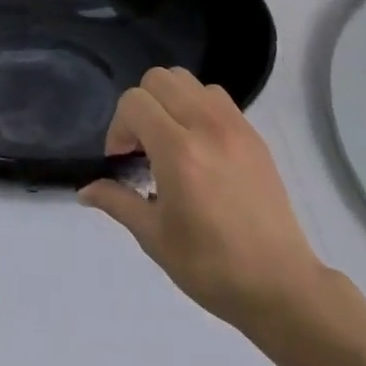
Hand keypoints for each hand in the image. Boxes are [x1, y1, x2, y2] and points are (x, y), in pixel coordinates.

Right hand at [79, 67, 326, 331]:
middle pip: (159, 79)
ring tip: (170, 141)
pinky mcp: (254, 134)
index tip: (122, 162)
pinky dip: (197, 107)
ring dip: (169, 101)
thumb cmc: (211, 267)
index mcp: (178, 151)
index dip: (118, 127)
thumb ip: (117, 201)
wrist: (280, 286)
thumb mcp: (154, 237)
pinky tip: (199, 147)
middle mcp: (206, 126)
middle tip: (142, 147)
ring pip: (188, 80)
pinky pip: (216, 97)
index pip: (134, 102)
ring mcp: (234, 126)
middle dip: (140, 107)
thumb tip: (85, 190)